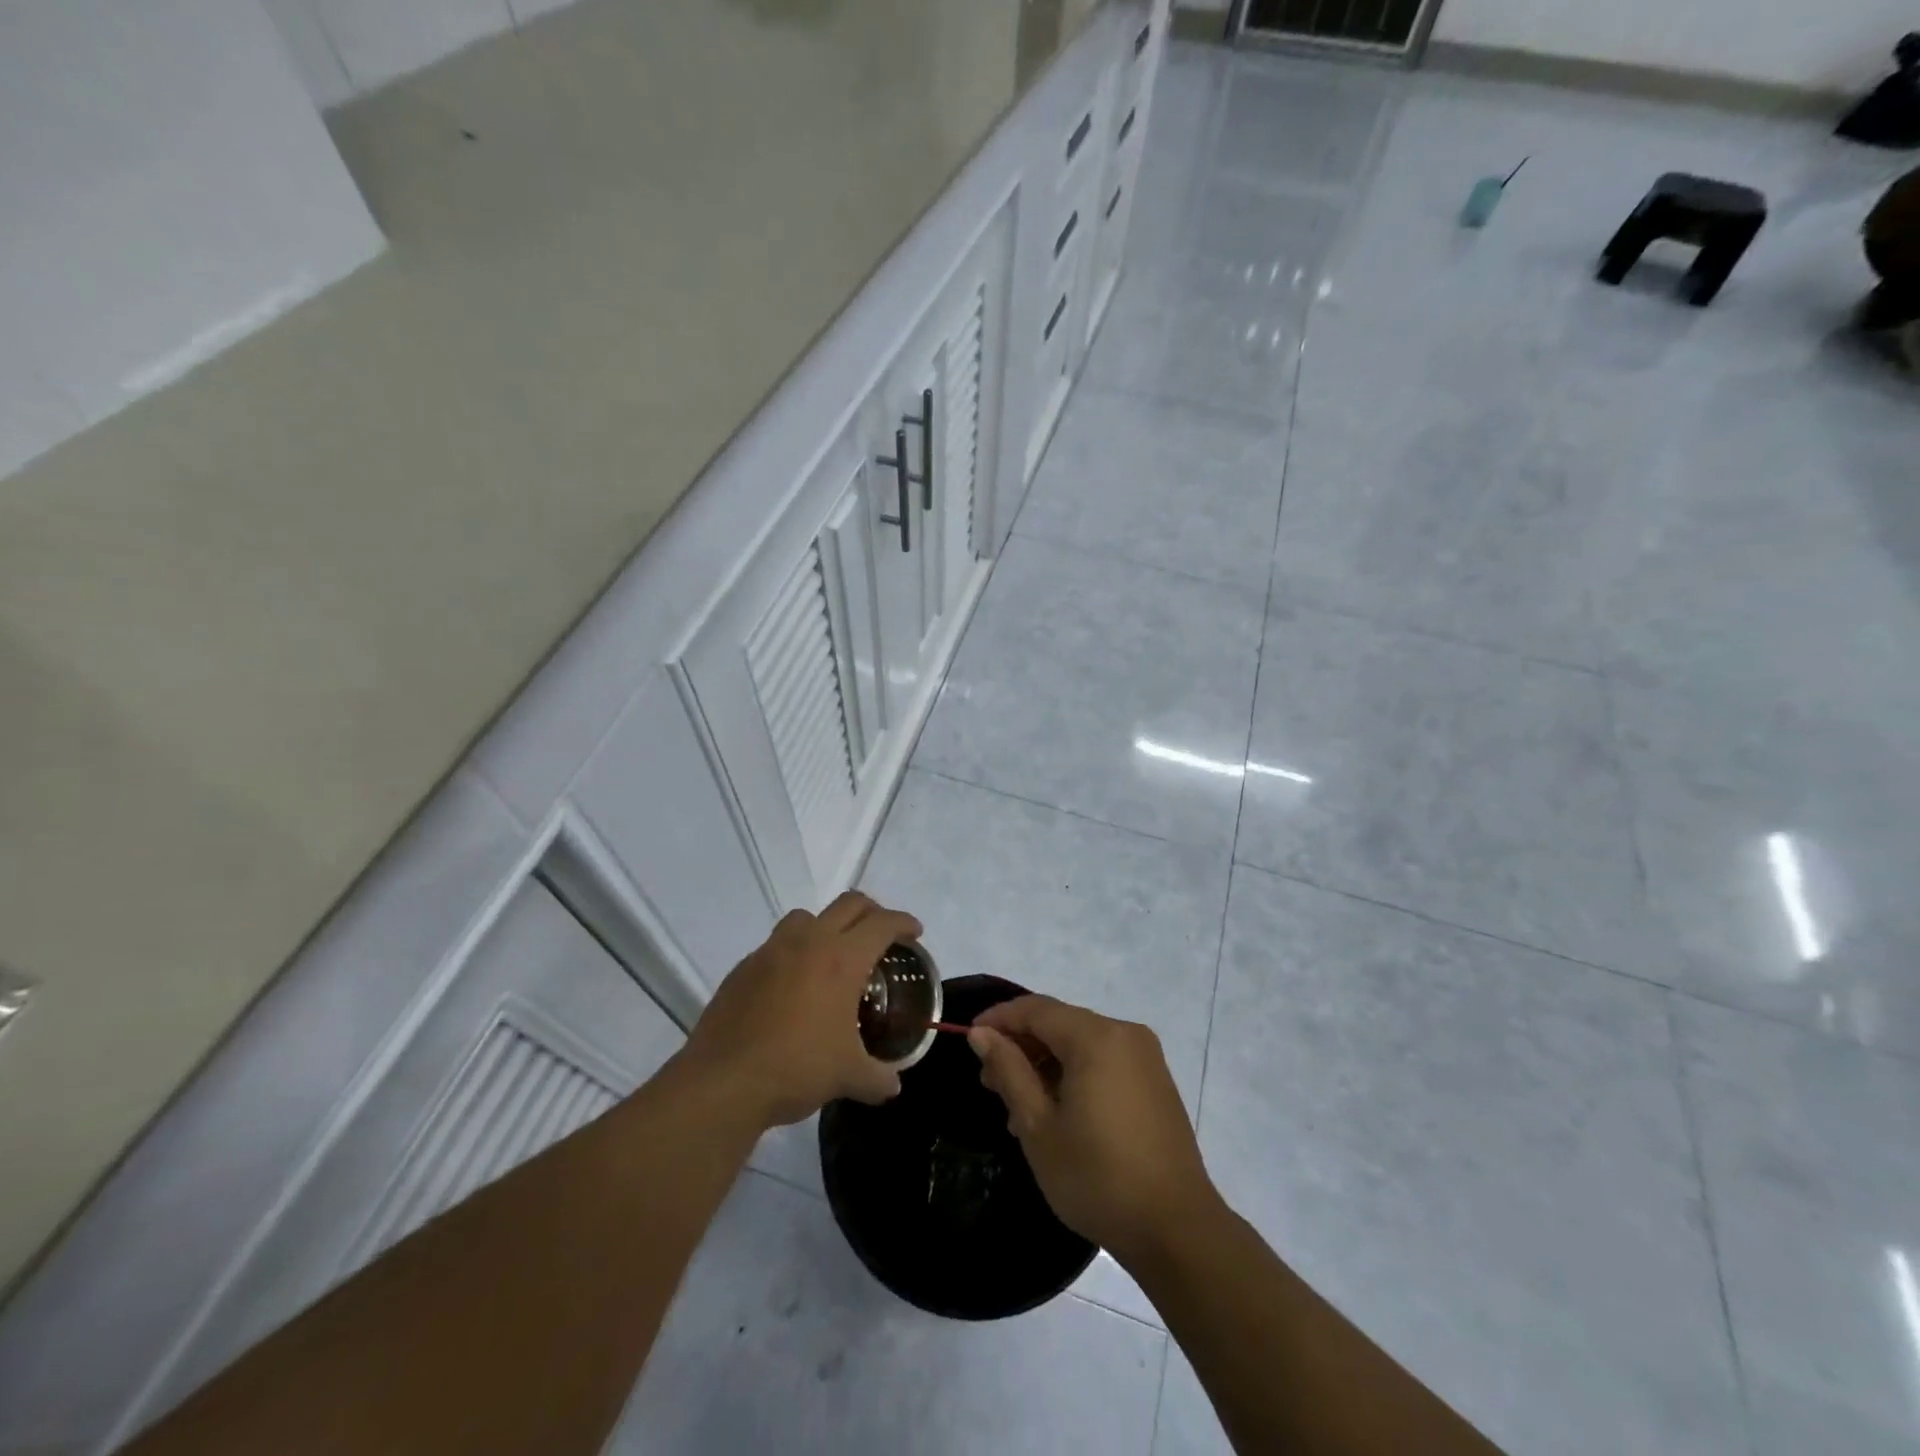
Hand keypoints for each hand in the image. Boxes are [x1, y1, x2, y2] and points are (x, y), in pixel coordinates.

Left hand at [679, 892, 919, 1129]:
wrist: (723, 1083)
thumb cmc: (796, 1068)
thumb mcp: (848, 1076)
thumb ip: (878, 1077)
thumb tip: (893, 1085)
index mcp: (842, 959)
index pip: (882, 923)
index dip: (904, 922)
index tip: (914, 932)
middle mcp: (808, 942)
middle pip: (848, 904)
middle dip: (872, 912)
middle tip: (881, 935)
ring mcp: (771, 951)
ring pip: (806, 916)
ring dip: (827, 925)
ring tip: (833, 954)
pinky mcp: (743, 967)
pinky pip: (776, 945)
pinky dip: (793, 953)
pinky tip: (793, 986)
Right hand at [969, 996, 1217, 1266]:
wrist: (1176, 1229)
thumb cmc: (1098, 1177)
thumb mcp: (1038, 1126)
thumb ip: (1009, 1071)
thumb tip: (982, 1034)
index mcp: (1096, 1037)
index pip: (1036, 1009)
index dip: (1000, 1019)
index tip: (969, 1039)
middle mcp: (1124, 1033)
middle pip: (1060, 1023)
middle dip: (1022, 1046)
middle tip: (990, 1083)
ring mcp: (1145, 1057)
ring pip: (1081, 1043)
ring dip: (1046, 1064)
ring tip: (1018, 1108)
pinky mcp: (1155, 1081)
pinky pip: (1104, 1061)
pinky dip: (1074, 1074)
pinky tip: (1056, 1113)